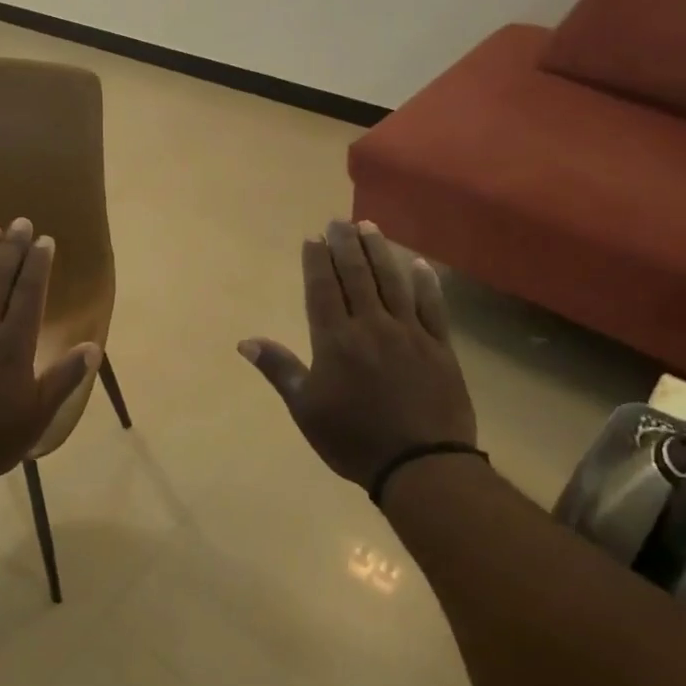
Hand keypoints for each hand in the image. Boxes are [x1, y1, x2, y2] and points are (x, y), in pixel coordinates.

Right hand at [239, 219, 476, 486]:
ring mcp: (409, 333)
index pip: (323, 289)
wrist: (421, 465)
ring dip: (379, 252)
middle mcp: (371, 326)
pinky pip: (432, 306)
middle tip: (338, 220)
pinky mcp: (440, 347)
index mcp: (336, 340)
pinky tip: (417, 263)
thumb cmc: (353, 439)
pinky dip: (425, 282)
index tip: (314, 238)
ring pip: (392, 282)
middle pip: (356, 276)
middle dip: (345, 245)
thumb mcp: (306, 409)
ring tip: (369, 226)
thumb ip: (279, 370)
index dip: (317, 261)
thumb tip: (245, 341)